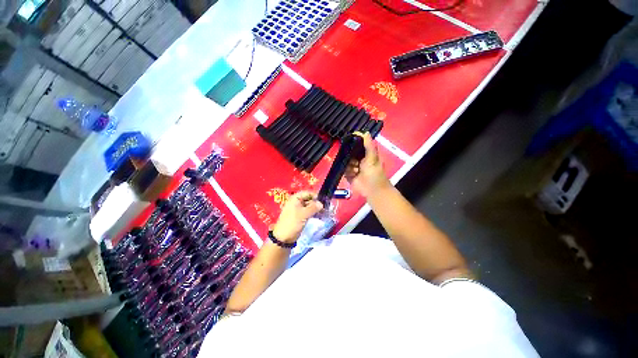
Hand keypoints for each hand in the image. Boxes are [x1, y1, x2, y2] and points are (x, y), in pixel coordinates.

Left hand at [272, 191, 323, 242]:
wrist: (283, 238)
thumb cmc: (292, 223)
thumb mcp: (303, 214)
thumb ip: (313, 207)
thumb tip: (321, 203)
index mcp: (295, 199)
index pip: (307, 193)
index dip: (315, 195)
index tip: (323, 200)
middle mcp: (296, 202)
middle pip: (308, 199)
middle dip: (316, 203)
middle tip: (325, 207)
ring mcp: (298, 210)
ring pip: (309, 206)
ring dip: (316, 209)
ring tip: (324, 212)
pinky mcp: (300, 217)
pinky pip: (308, 212)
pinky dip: (313, 213)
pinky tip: (319, 216)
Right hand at [345, 132, 390, 197]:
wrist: (372, 190)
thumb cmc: (375, 173)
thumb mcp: (372, 157)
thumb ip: (369, 146)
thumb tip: (365, 132)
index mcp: (366, 154)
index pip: (357, 145)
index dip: (353, 143)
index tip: (348, 140)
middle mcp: (359, 159)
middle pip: (349, 153)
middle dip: (350, 156)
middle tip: (355, 160)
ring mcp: (353, 167)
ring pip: (346, 162)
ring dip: (350, 166)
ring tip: (357, 170)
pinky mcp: (348, 175)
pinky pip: (344, 170)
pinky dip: (348, 172)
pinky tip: (354, 174)